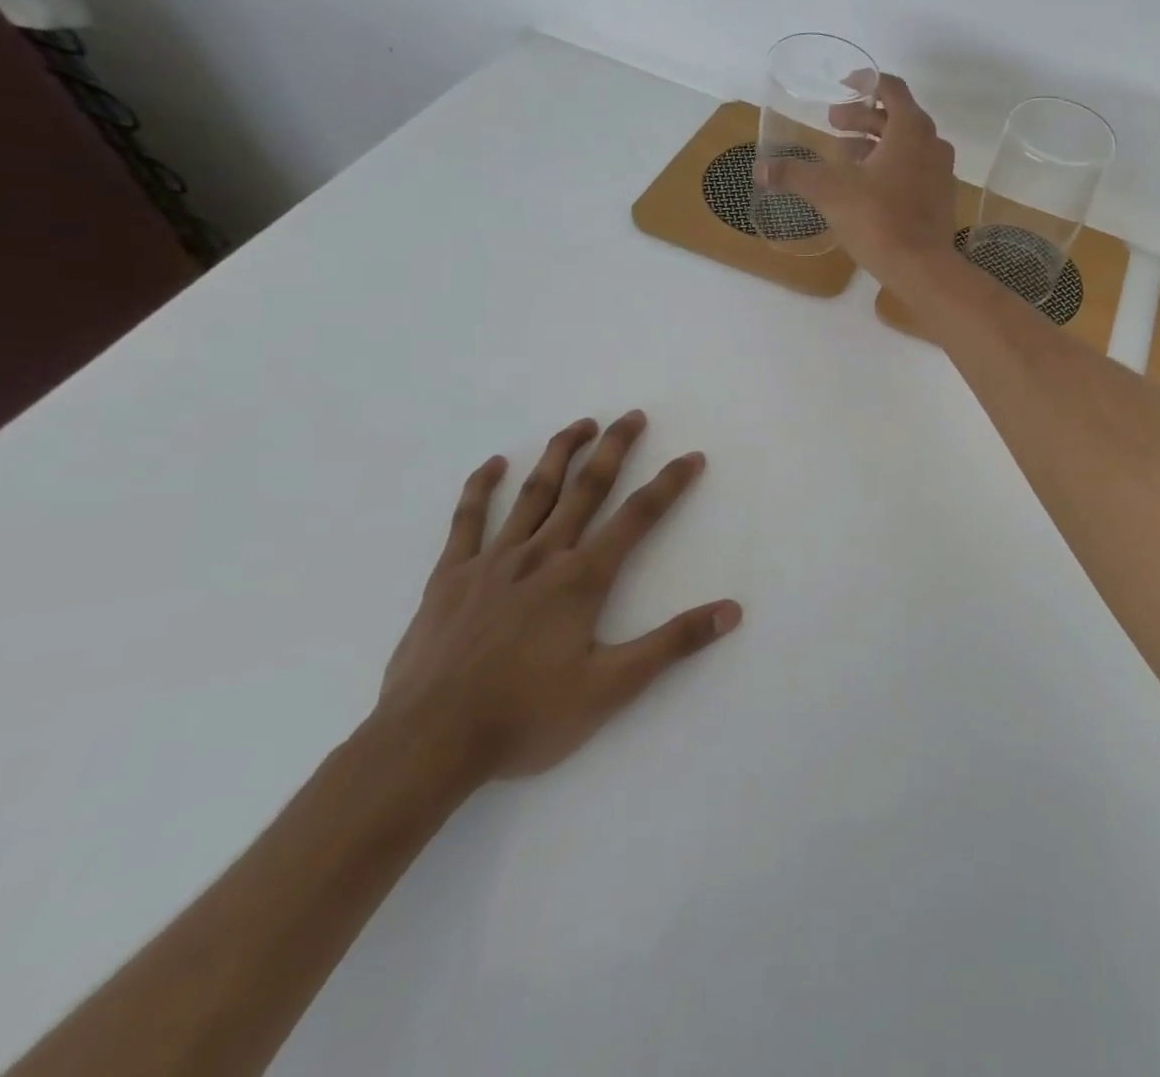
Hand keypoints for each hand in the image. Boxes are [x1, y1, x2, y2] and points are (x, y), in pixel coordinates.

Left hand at [373, 411, 740, 784]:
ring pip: (533, 493)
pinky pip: (467, 520)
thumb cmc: (526, 716)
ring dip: (560, 454)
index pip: (638, 517)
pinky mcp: (450, 576)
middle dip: (614, 449)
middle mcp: (542, 555)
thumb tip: (731, 610)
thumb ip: (673, 643)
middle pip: (587, 488)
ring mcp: (492, 561)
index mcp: (582, 578)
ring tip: (581, 424)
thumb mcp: (612, 687)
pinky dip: (481, 487)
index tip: (691, 456)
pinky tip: (495, 464)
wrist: (427, 743)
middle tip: (633, 416)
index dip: (669, 484)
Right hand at [760, 74, 958, 284]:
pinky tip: (866, 186)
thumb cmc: (878, 219)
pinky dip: (891, 166)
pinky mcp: (941, 199)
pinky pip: (915, 170)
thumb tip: (760, 169)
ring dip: (876, 143)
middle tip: (832, 124)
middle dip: (863, 118)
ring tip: (844, 155)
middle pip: (897, 117)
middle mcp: (932, 144)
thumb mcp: (829, 192)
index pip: (892, 88)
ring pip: (907, 145)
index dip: (866, 83)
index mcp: (911, 129)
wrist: (921, 268)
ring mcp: (941, 173)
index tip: (843, 87)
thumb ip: (795, 175)